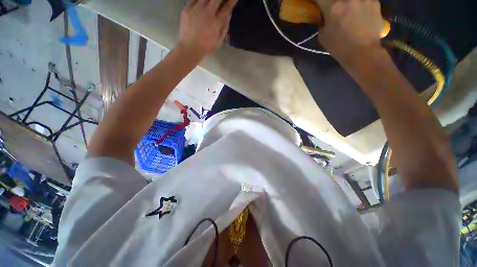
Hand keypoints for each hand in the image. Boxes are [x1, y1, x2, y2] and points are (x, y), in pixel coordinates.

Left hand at [178, 0, 237, 59]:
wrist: (189, 49)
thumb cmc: (206, 48)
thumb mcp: (219, 41)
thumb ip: (224, 27)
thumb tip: (228, 14)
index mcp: (216, 22)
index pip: (226, 7)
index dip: (231, 1)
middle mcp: (207, 12)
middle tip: (222, 1)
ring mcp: (196, 9)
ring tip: (212, 3)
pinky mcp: (187, 8)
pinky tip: (203, 3)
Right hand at [314, 0, 383, 64]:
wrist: (363, 52)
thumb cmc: (339, 47)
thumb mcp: (323, 37)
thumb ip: (323, 22)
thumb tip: (325, 16)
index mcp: (332, 7)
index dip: (318, 1)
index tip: (319, 4)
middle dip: (334, 4)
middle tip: (335, 10)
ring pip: (352, 0)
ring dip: (348, 4)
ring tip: (349, 13)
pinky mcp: (374, 2)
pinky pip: (364, 0)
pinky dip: (360, 5)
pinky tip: (361, 14)